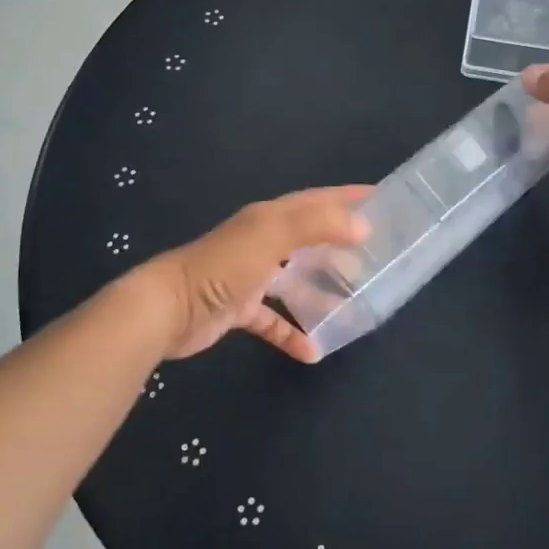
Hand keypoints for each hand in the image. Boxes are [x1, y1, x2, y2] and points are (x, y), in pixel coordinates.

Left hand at [143, 187, 371, 363]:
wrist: (167, 309)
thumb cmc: (223, 267)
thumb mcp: (273, 235)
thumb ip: (319, 225)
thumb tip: (363, 226)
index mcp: (270, 218)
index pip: (316, 200)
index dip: (347, 197)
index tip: (381, 198)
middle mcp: (261, 242)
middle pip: (309, 238)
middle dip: (340, 244)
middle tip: (375, 255)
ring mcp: (249, 277)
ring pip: (294, 280)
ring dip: (321, 291)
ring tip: (353, 302)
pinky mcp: (239, 309)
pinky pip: (273, 320)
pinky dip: (292, 332)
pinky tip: (312, 350)